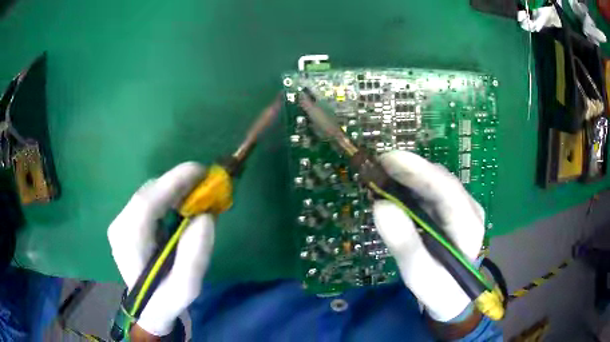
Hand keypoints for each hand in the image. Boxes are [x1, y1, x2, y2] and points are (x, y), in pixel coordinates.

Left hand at [108, 162, 213, 336]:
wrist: (147, 308)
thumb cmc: (165, 300)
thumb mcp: (186, 288)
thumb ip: (195, 255)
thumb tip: (206, 216)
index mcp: (129, 243)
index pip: (147, 203)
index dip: (173, 182)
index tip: (202, 171)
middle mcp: (120, 225)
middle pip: (148, 193)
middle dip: (178, 182)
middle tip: (206, 182)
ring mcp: (121, 221)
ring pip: (149, 193)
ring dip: (174, 188)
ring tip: (198, 193)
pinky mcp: (127, 221)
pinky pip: (149, 200)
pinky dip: (168, 196)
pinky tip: (182, 204)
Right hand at [373, 151, 484, 321]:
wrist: (452, 294)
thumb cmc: (438, 289)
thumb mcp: (419, 276)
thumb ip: (405, 245)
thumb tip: (381, 206)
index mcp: (469, 226)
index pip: (447, 191)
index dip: (418, 171)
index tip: (387, 160)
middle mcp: (470, 209)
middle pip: (441, 180)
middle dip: (409, 169)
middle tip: (376, 166)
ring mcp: (462, 206)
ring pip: (435, 181)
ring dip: (408, 174)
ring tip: (379, 175)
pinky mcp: (452, 209)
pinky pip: (431, 189)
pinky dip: (410, 184)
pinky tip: (393, 186)